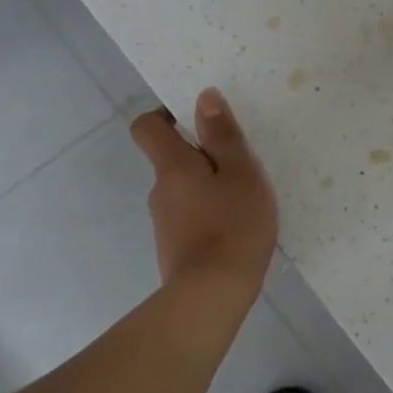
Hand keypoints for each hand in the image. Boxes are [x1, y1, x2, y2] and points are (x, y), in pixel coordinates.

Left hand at [131, 89, 277, 296]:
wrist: (212, 295)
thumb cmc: (233, 224)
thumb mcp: (241, 172)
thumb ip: (223, 135)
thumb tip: (203, 97)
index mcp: (172, 167)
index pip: (146, 127)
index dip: (166, 115)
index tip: (198, 119)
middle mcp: (159, 190)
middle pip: (171, 159)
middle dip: (201, 155)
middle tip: (240, 161)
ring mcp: (164, 222)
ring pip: (184, 189)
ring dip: (208, 186)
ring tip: (245, 197)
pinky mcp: (174, 247)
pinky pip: (190, 216)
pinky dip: (209, 213)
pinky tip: (236, 226)